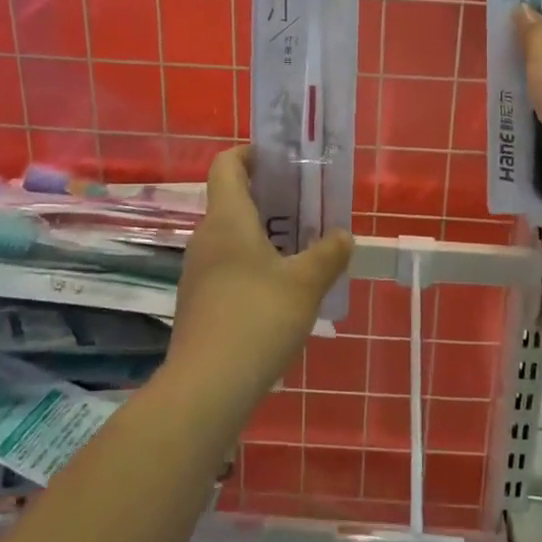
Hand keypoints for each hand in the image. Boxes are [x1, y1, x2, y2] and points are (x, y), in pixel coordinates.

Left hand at [167, 146, 352, 404]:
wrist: (207, 386)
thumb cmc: (258, 318)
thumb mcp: (306, 284)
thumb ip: (329, 253)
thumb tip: (343, 235)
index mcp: (227, 220)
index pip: (227, 165)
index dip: (251, 154)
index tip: (281, 161)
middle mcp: (207, 238)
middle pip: (233, 201)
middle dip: (271, 199)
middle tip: (309, 207)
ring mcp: (199, 272)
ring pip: (233, 237)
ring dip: (266, 235)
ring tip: (304, 249)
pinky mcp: (200, 302)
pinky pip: (229, 267)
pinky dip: (255, 264)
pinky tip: (283, 291)